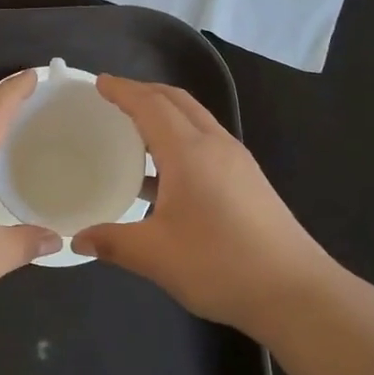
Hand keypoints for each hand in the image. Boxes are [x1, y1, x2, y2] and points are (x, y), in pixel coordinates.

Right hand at [72, 76, 331, 332]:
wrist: (294, 292)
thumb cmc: (219, 264)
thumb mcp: (155, 255)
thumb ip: (112, 242)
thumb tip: (79, 240)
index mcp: (189, 152)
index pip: (151, 105)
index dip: (124, 91)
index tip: (100, 82)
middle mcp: (215, 146)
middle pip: (178, 102)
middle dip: (146, 92)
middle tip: (115, 98)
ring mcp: (237, 162)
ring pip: (196, 121)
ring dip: (165, 114)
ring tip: (135, 129)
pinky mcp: (249, 181)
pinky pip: (207, 142)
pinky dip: (181, 138)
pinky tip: (166, 174)